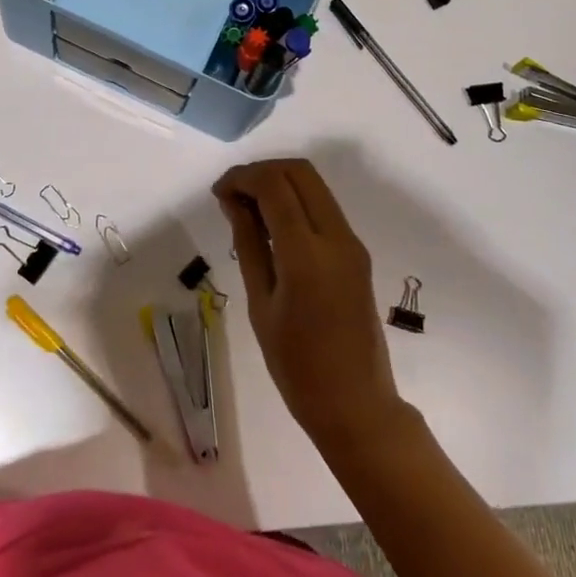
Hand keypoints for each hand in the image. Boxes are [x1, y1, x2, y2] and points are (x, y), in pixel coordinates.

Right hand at [214, 158, 407, 454]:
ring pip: (314, 185)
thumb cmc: (297, 367)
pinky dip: (296, 201)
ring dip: (280, 182)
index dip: (242, 177)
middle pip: (299, 172)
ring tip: (247, 207)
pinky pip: (324, 207)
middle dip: (262, 171)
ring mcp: (352, 242)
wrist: (356, 405)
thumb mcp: (261, 305)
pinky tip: (272, 224)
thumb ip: (249, 244)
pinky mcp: (357, 252)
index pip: (274, 186)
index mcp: (307, 255)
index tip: (218, 192)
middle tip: (232, 193)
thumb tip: (233, 202)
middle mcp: (336, 237)